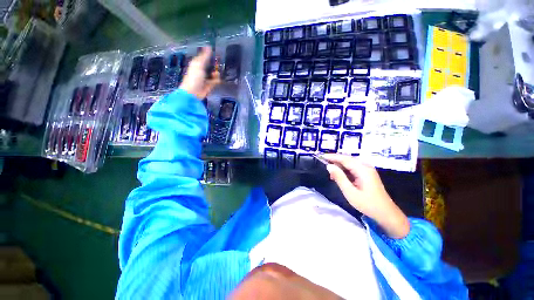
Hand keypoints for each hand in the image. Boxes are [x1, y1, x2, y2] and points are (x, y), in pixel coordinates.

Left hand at [179, 47, 220, 99]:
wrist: (193, 92)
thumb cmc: (194, 77)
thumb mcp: (198, 65)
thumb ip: (204, 57)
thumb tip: (209, 46)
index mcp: (197, 64)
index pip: (204, 57)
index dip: (209, 55)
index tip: (216, 52)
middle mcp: (201, 70)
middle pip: (210, 65)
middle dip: (214, 65)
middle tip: (220, 63)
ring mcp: (205, 78)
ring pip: (213, 73)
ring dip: (216, 73)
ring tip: (216, 73)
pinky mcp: (209, 86)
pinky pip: (215, 81)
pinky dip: (217, 80)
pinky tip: (217, 79)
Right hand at [324, 154, 409, 238]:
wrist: (386, 213)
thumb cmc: (367, 204)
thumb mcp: (350, 192)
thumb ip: (339, 177)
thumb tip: (329, 166)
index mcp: (363, 170)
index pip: (344, 159)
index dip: (332, 157)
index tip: (321, 156)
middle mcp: (366, 166)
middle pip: (347, 159)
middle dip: (335, 160)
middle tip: (323, 163)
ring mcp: (367, 170)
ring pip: (350, 163)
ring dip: (339, 166)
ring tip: (330, 172)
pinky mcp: (367, 174)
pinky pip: (353, 168)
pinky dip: (344, 170)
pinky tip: (339, 176)